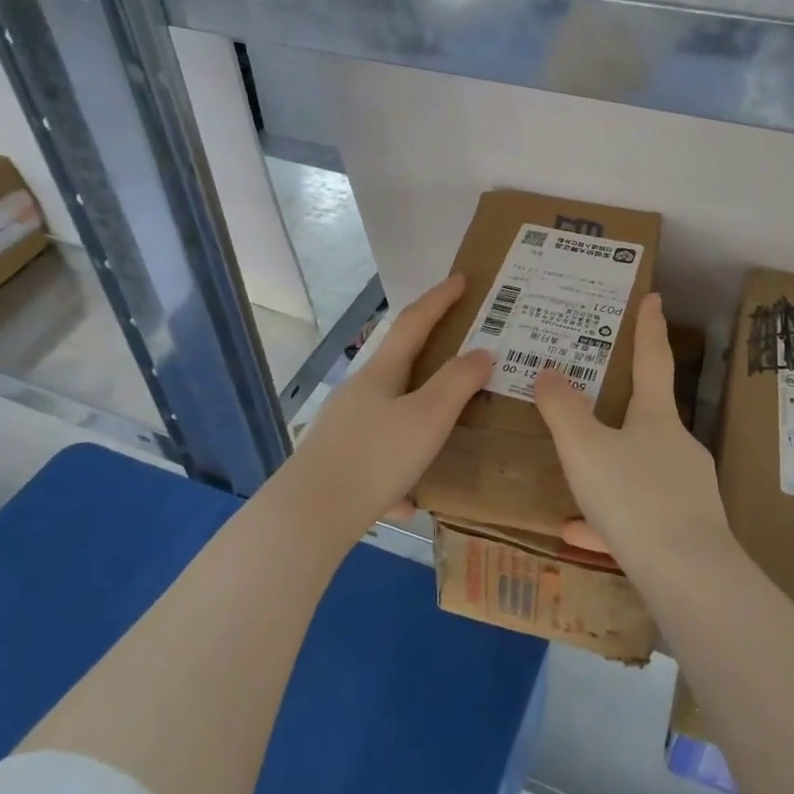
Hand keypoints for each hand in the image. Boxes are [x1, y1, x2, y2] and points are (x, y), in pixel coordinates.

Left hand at [281, 274, 493, 534]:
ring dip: (419, 417)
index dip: (439, 299)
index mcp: (381, 373)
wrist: (311, 515)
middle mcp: (359, 393)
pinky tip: (409, 498)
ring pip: (390, 414)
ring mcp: (344, 428)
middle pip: (399, 365)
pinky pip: (379, 457)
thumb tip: (482, 352)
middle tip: (463, 357)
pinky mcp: (338, 462)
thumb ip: (457, 383)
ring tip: (445, 434)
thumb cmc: (376, 456)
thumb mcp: (428, 417)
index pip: (414, 322)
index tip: (461, 279)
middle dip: (431, 357)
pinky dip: (399, 469)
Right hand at [533, 293, 731, 569]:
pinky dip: (610, 518)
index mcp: (657, 418)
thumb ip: (563, 410)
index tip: (654, 295)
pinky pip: (640, 514)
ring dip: (608, 468)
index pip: (653, 359)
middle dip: (622, 407)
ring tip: (573, 480)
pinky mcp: (685, 530)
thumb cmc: (634, 498)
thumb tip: (550, 371)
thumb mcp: (585, 450)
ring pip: (639, 469)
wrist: (689, 578)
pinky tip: (580, 533)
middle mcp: (678, 447)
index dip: (649, 327)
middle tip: (591, 401)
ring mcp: (686, 489)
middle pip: (648, 416)